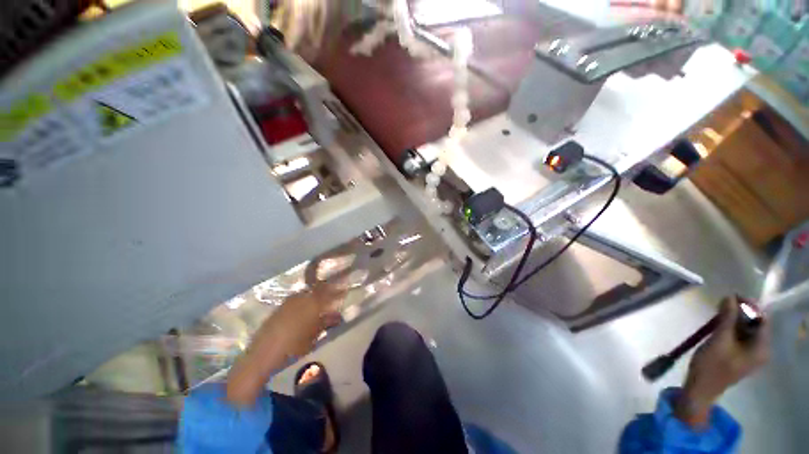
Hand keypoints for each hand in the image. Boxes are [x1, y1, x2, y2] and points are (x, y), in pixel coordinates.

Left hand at [226, 285, 344, 405]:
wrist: (262, 355)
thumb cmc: (293, 347)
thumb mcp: (314, 336)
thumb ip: (327, 323)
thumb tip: (338, 315)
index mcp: (312, 304)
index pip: (329, 292)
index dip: (338, 291)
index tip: (345, 290)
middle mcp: (301, 298)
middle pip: (318, 290)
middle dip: (328, 290)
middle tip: (336, 293)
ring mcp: (289, 301)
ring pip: (307, 293)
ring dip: (316, 295)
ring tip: (322, 302)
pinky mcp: (280, 307)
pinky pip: (297, 299)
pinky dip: (305, 300)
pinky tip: (306, 308)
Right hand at [676, 296, 769, 426]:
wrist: (701, 388)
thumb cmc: (712, 366)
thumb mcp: (719, 340)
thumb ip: (727, 318)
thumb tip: (729, 297)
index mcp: (761, 348)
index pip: (762, 320)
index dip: (750, 305)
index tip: (733, 296)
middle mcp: (760, 350)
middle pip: (755, 324)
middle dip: (741, 311)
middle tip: (723, 302)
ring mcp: (750, 354)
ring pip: (746, 329)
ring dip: (734, 318)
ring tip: (719, 311)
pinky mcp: (739, 355)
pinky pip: (740, 336)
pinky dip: (731, 327)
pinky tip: (719, 324)